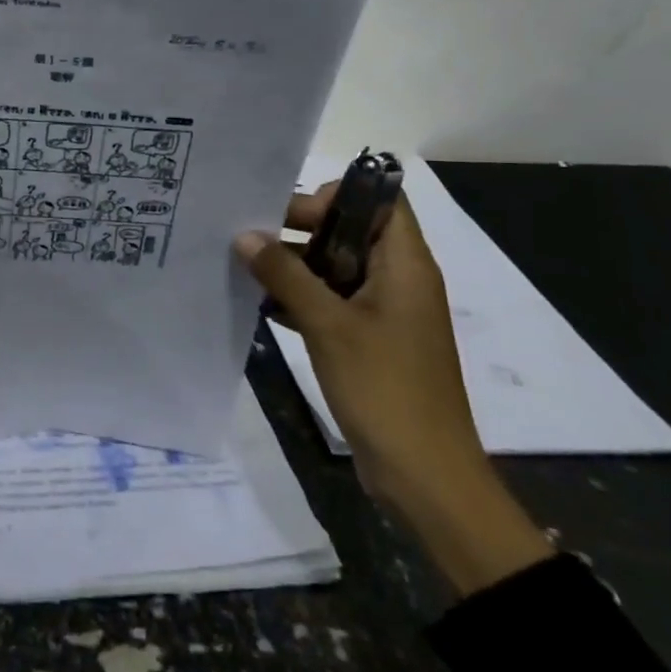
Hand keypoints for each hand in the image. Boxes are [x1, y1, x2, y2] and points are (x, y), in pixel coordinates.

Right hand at [236, 187, 551, 595]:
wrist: (426, 476)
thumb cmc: (384, 388)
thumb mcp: (328, 325)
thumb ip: (285, 275)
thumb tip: (245, 236)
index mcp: (405, 265)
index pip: (380, 201)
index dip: (337, 195)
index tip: (289, 212)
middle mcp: (399, 280)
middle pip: (351, 230)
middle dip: (302, 229)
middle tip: (253, 237)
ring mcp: (386, 312)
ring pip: (338, 267)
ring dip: (296, 265)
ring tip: (247, 267)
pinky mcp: (371, 341)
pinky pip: (334, 301)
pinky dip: (303, 298)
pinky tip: (263, 306)